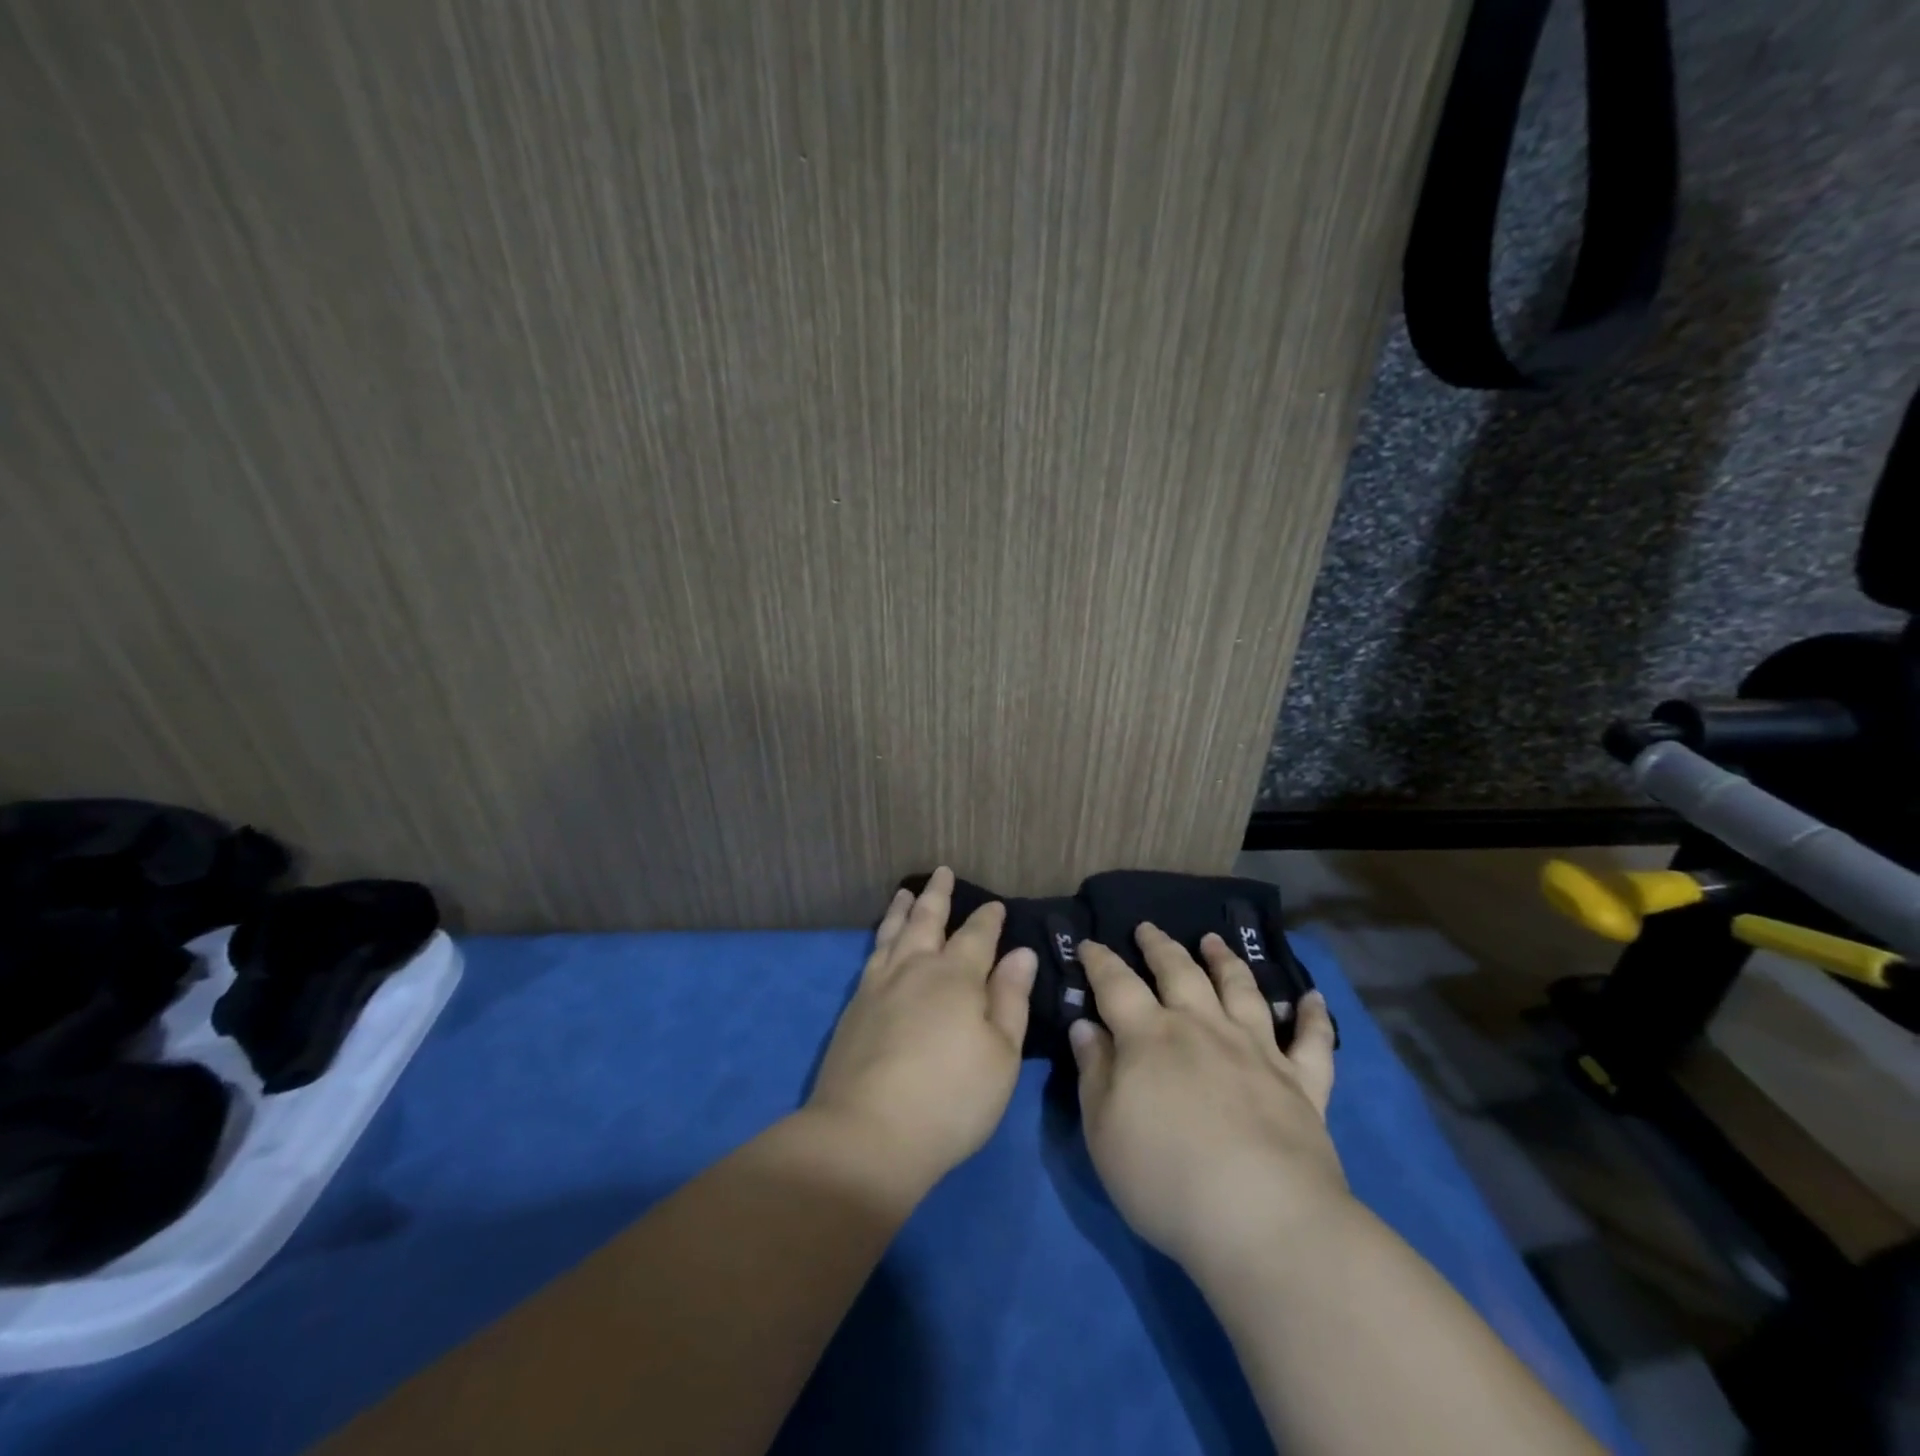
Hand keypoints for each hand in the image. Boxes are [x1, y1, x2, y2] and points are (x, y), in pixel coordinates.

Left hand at [806, 868, 1037, 1193]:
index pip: (977, 936)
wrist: (867, 1134)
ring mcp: (879, 986)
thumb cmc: (951, 1098)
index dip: (988, 919)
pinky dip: (881, 938)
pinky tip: (882, 942)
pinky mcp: (854, 1008)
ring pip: (893, 933)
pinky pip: (872, 956)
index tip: (995, 906)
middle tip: (941, 872)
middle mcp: (915, 969)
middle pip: (928, 920)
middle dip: (938, 895)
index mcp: (956, 977)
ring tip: (906, 893)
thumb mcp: (1001, 1054)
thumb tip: (1022, 953)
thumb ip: (1011, 999)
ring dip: (902, 910)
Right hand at [1070, 925, 1346, 1280]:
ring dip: (1225, 961)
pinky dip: (1312, 1016)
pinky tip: (1313, 997)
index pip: (1116, 984)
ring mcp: (1257, 1051)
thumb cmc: (1166, 1179)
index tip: (1089, 943)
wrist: (1263, 1221)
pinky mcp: (1302, 1083)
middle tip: (1148, 927)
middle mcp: (1203, 1028)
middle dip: (1160, 946)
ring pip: (1240, 990)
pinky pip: (1311, 1042)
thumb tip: (1085, 1026)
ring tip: (1215, 940)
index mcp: (1150, 1037)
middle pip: (1179, 972)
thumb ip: (1094, 1071)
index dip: (1100, 961)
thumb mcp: (1104, 1130)